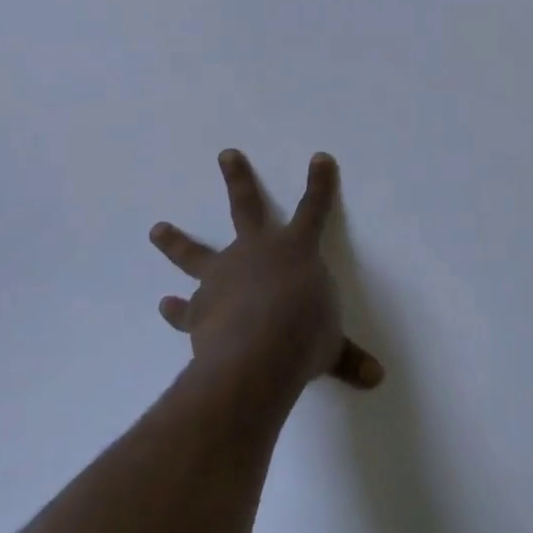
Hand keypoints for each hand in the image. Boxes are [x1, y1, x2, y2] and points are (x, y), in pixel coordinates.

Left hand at [151, 150, 384, 398]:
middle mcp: (256, 252)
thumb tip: (376, 378)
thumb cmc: (305, 335)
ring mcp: (223, 276)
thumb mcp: (332, 345)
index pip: (314, 209)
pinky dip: (175, 309)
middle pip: (247, 206)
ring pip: (195, 253)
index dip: (319, 183)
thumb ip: (348, 358)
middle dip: (238, 178)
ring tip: (156, 229)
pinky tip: (164, 305)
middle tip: (225, 154)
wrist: (257, 352)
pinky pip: (185, 308)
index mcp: (296, 250)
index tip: (320, 158)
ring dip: (175, 242)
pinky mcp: (199, 308)